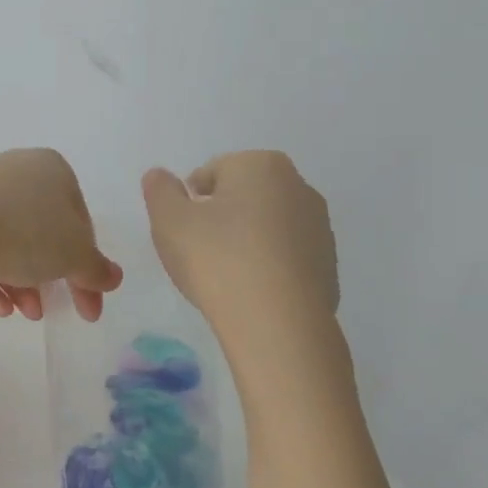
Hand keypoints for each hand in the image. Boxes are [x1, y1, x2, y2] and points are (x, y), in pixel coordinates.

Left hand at [0, 149, 122, 320]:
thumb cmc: (25, 233)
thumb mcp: (74, 256)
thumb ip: (96, 269)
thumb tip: (113, 277)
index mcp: (55, 170)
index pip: (82, 224)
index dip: (87, 270)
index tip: (87, 307)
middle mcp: (17, 172)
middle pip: (43, 234)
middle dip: (48, 280)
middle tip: (46, 313)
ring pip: (9, 242)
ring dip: (20, 283)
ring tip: (19, 314)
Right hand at [141, 151, 339, 328]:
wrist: (277, 322)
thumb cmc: (217, 260)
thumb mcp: (169, 221)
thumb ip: (160, 190)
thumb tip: (159, 176)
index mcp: (261, 165)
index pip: (212, 173)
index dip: (189, 202)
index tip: (182, 232)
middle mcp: (298, 186)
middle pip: (244, 196)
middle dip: (221, 218)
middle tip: (199, 253)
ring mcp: (319, 226)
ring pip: (267, 226)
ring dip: (245, 241)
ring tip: (225, 277)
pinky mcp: (328, 264)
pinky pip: (285, 257)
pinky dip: (267, 267)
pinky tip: (251, 292)